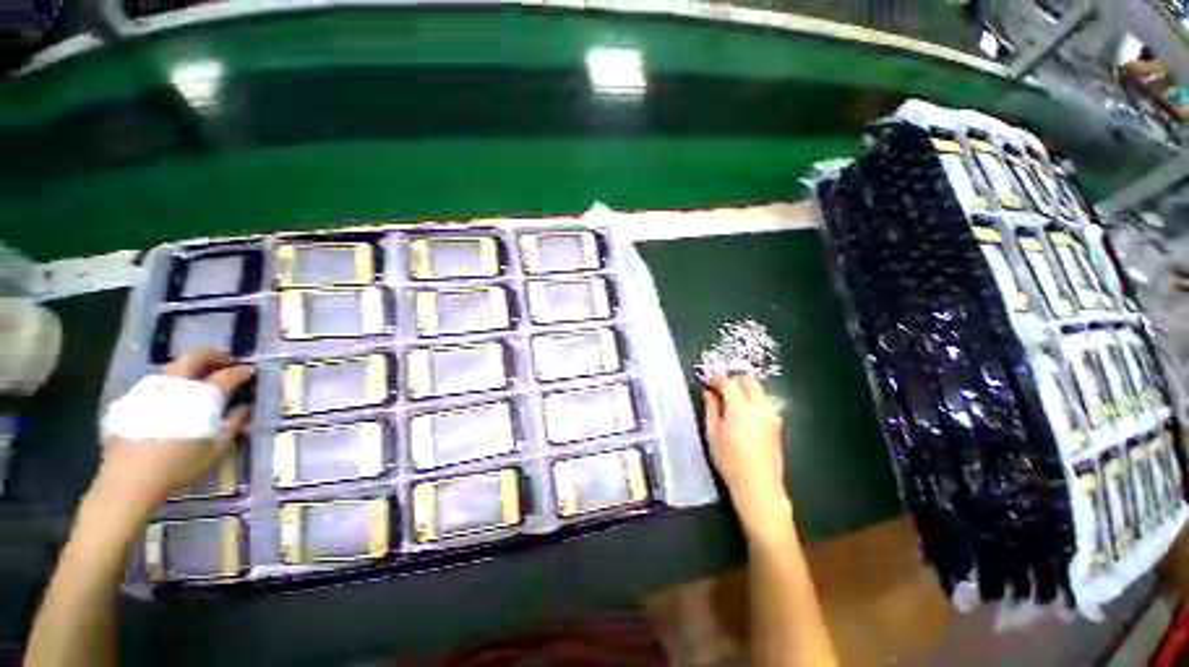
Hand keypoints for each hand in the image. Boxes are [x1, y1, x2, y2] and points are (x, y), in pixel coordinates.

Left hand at [92, 350, 253, 514]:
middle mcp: (176, 384)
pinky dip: (170, 384)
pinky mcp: (132, 398)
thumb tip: (244, 407)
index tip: (250, 372)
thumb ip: (233, 423)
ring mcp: (150, 388)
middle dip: (215, 356)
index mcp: (202, 395)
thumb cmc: (179, 465)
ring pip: (173, 366)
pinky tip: (171, 399)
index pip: (228, 374)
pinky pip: (156, 382)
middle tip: (225, 363)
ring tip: (197, 380)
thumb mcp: (216, 448)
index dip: (242, 371)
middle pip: (196, 356)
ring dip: (190, 368)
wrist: (129, 479)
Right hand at [703, 376, 792, 540]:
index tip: (708, 384)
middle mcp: (760, 406)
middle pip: (749, 381)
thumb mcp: (712, 433)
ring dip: (744, 390)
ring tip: (730, 403)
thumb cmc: (729, 460)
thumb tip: (709, 393)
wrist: (759, 486)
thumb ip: (711, 408)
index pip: (729, 383)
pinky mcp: (777, 425)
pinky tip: (742, 416)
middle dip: (734, 381)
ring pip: (759, 391)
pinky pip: (764, 403)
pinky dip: (752, 401)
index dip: (717, 380)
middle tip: (720, 390)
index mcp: (741, 407)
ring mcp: (772, 415)